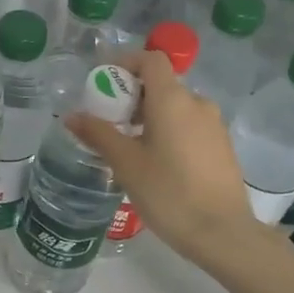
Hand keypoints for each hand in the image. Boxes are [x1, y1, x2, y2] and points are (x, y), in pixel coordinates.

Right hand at [66, 50, 264, 272]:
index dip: (126, 63)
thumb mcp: (126, 163)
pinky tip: (157, 163)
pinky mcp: (222, 146)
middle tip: (109, 122)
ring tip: (130, 147)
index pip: (151, 60)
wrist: (222, 233)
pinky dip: (169, 131)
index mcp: (173, 100)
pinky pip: (189, 125)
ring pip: (176, 107)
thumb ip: (98, 134)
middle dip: (132, 96)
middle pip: (161, 84)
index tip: (104, 84)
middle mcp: (198, 103)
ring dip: (150, 116)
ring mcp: (214, 125)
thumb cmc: (168, 192)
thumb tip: (71, 116)